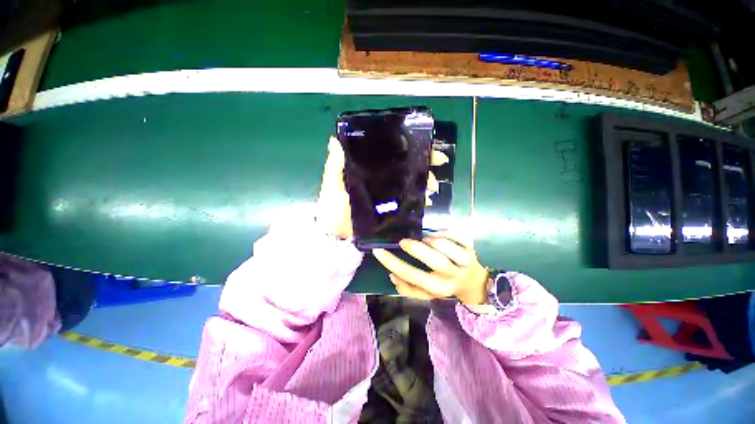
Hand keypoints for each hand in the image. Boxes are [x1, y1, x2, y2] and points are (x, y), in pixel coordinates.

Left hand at [316, 136, 447, 238]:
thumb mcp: (332, 185)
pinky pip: (407, 202)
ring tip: (431, 188)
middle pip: (406, 169)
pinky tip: (426, 201)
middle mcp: (381, 181)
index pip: (392, 156)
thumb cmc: (333, 208)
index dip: (409, 150)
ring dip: (424, 183)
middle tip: (434, 169)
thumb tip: (334, 140)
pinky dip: (418, 200)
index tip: (428, 148)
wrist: (336, 235)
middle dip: (424, 167)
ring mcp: (387, 196)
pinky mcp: (390, 210)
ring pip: (410, 185)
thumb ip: (335, 166)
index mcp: (368, 171)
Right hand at [373, 232, 489, 304]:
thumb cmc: (444, 285)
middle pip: (434, 260)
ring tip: (425, 240)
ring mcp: (464, 261)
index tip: (379, 251)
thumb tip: (392, 275)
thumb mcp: (427, 293)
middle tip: (403, 242)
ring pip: (446, 246)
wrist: (473, 283)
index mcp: (438, 287)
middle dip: (415, 248)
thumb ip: (408, 288)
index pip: (412, 276)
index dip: (392, 263)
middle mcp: (452, 275)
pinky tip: (437, 235)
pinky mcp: (470, 248)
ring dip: (431, 240)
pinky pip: (456, 235)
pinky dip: (443, 232)